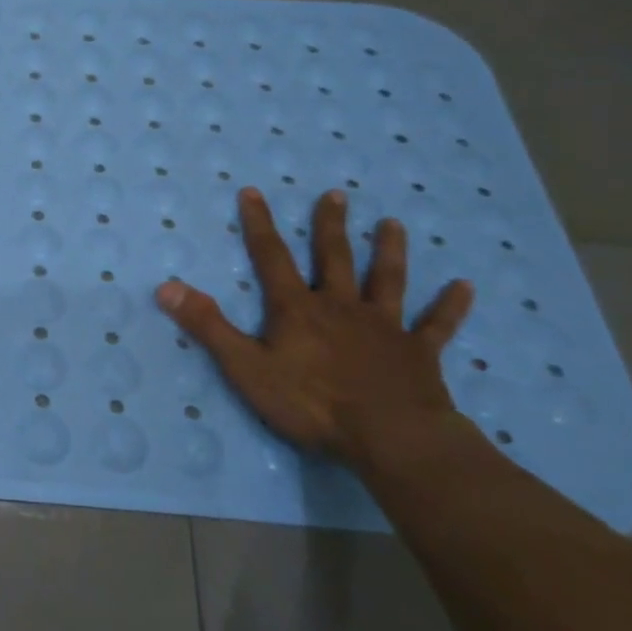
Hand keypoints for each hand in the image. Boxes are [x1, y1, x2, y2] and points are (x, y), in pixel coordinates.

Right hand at [156, 187, 474, 465]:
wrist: (391, 438)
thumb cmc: (312, 404)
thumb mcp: (246, 367)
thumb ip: (208, 326)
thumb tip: (166, 286)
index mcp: (298, 309)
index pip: (272, 257)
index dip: (259, 224)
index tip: (253, 192)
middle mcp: (341, 307)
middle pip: (335, 258)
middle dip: (331, 225)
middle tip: (336, 194)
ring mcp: (384, 328)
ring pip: (387, 281)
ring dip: (389, 251)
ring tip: (393, 224)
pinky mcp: (418, 354)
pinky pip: (436, 326)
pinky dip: (450, 306)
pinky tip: (465, 287)